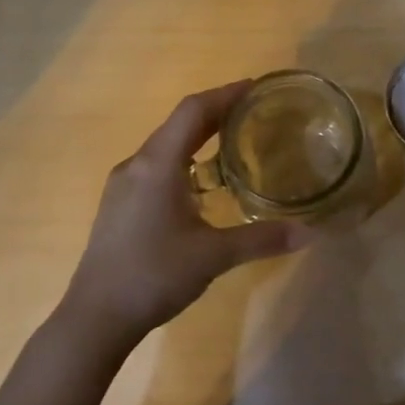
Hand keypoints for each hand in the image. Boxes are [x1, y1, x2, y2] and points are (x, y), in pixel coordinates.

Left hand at [58, 82, 312, 352]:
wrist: (95, 317)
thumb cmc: (154, 275)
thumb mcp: (213, 256)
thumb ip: (261, 239)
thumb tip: (309, 233)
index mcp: (158, 164)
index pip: (193, 110)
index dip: (225, 94)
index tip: (255, 87)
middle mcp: (136, 164)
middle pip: (179, 124)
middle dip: (216, 113)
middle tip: (253, 111)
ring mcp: (123, 185)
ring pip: (165, 147)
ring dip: (197, 138)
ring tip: (232, 142)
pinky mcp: (118, 205)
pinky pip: (155, 167)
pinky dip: (182, 161)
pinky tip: (200, 184)